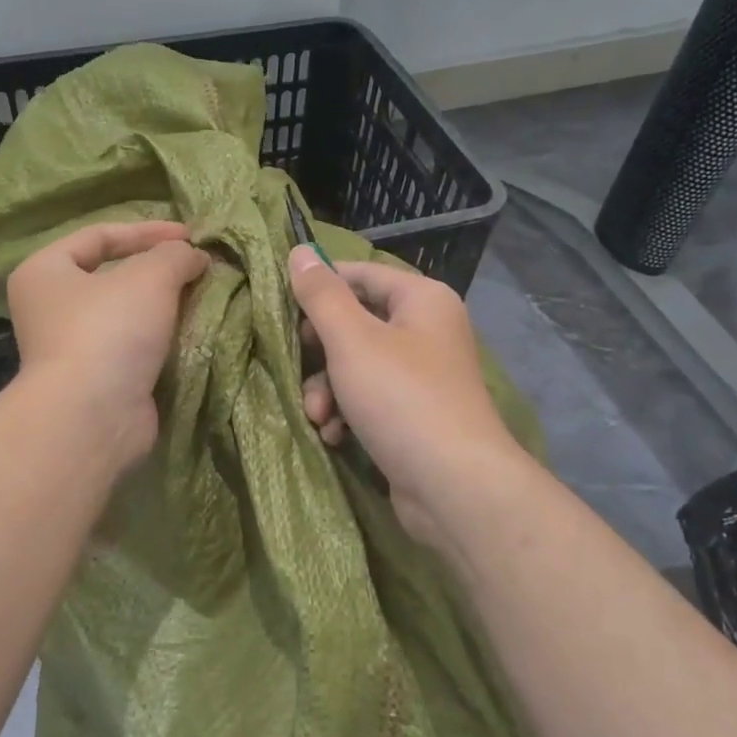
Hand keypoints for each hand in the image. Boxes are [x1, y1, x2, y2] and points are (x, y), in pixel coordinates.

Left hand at [7, 221, 208, 467]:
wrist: (93, 416)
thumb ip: (175, 255)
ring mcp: (74, 347)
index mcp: (45, 272)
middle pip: (113, 275)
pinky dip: (163, 337)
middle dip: (159, 269)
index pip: (99, 235)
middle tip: (198, 266)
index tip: (191, 236)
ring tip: (203, 295)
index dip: (147, 230)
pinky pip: (136, 346)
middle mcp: (51, 308)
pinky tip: (193, 331)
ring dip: (165, 305)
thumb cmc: (109, 330)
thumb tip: (195, 256)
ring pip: (128, 314)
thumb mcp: (149, 276)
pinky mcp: (99, 379)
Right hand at [291, 247, 526, 554]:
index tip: (282, 310)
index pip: (360, 274)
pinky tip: (335, 435)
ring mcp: (422, 375)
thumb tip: (300, 251)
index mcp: (421, 300)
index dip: (319, 288)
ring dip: (328, 390)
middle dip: (320, 353)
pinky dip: (348, 414)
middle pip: (356, 323)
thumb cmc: (401, 398)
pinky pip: (370, 399)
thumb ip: (322, 295)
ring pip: (357, 366)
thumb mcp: (352, 340)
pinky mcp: (414, 414)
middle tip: (299, 366)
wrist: (454, 486)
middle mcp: (427, 330)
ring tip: (319, 416)